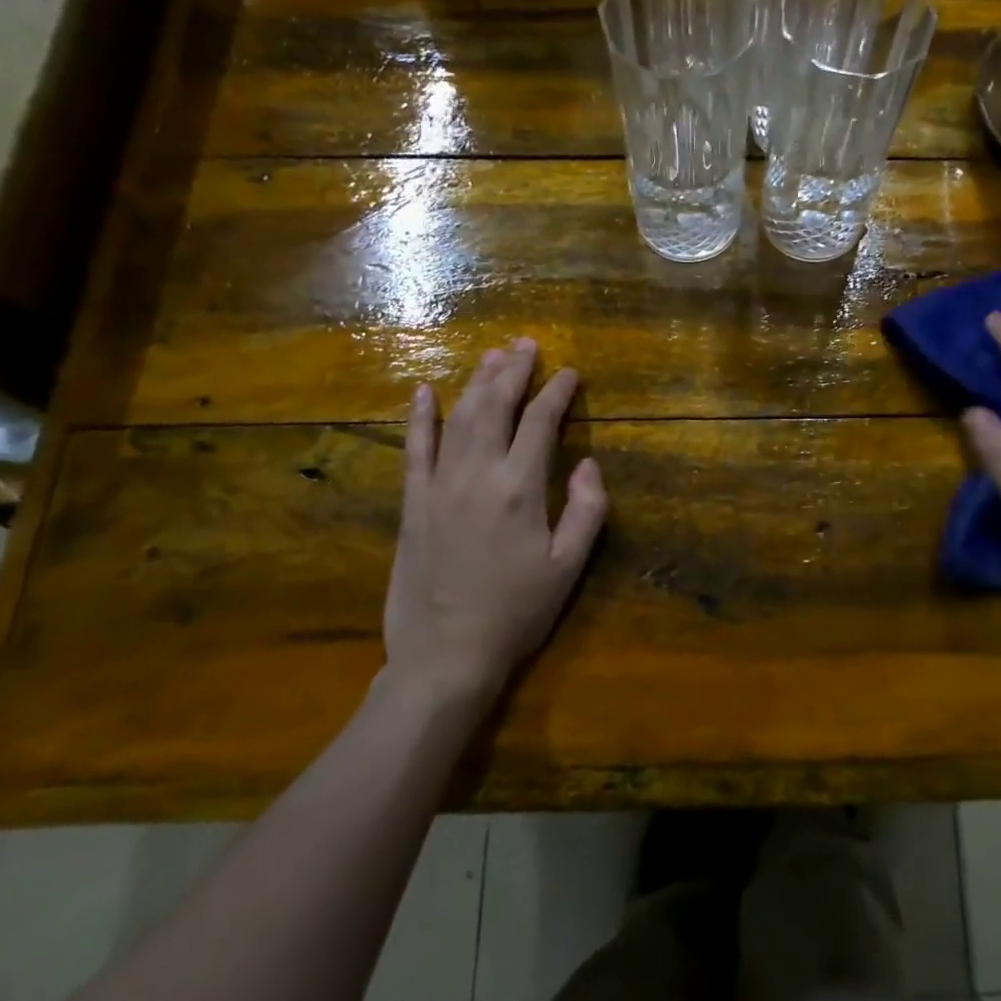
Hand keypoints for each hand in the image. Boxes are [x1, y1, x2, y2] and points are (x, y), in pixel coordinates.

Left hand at [382, 340, 607, 706]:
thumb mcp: (568, 568)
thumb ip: (586, 510)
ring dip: (476, 382)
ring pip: (458, 418)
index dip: (557, 392)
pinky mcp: (412, 504)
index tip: (569, 372)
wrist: (445, 656)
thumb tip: (588, 463)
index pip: (541, 422)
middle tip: (526, 344)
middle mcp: (477, 474)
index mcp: (520, 488)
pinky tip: (424, 390)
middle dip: (513, 371)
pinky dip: (420, 417)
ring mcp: (439, 486)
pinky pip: (414, 450)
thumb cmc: (516, 613)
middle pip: (495, 407)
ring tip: (492, 355)